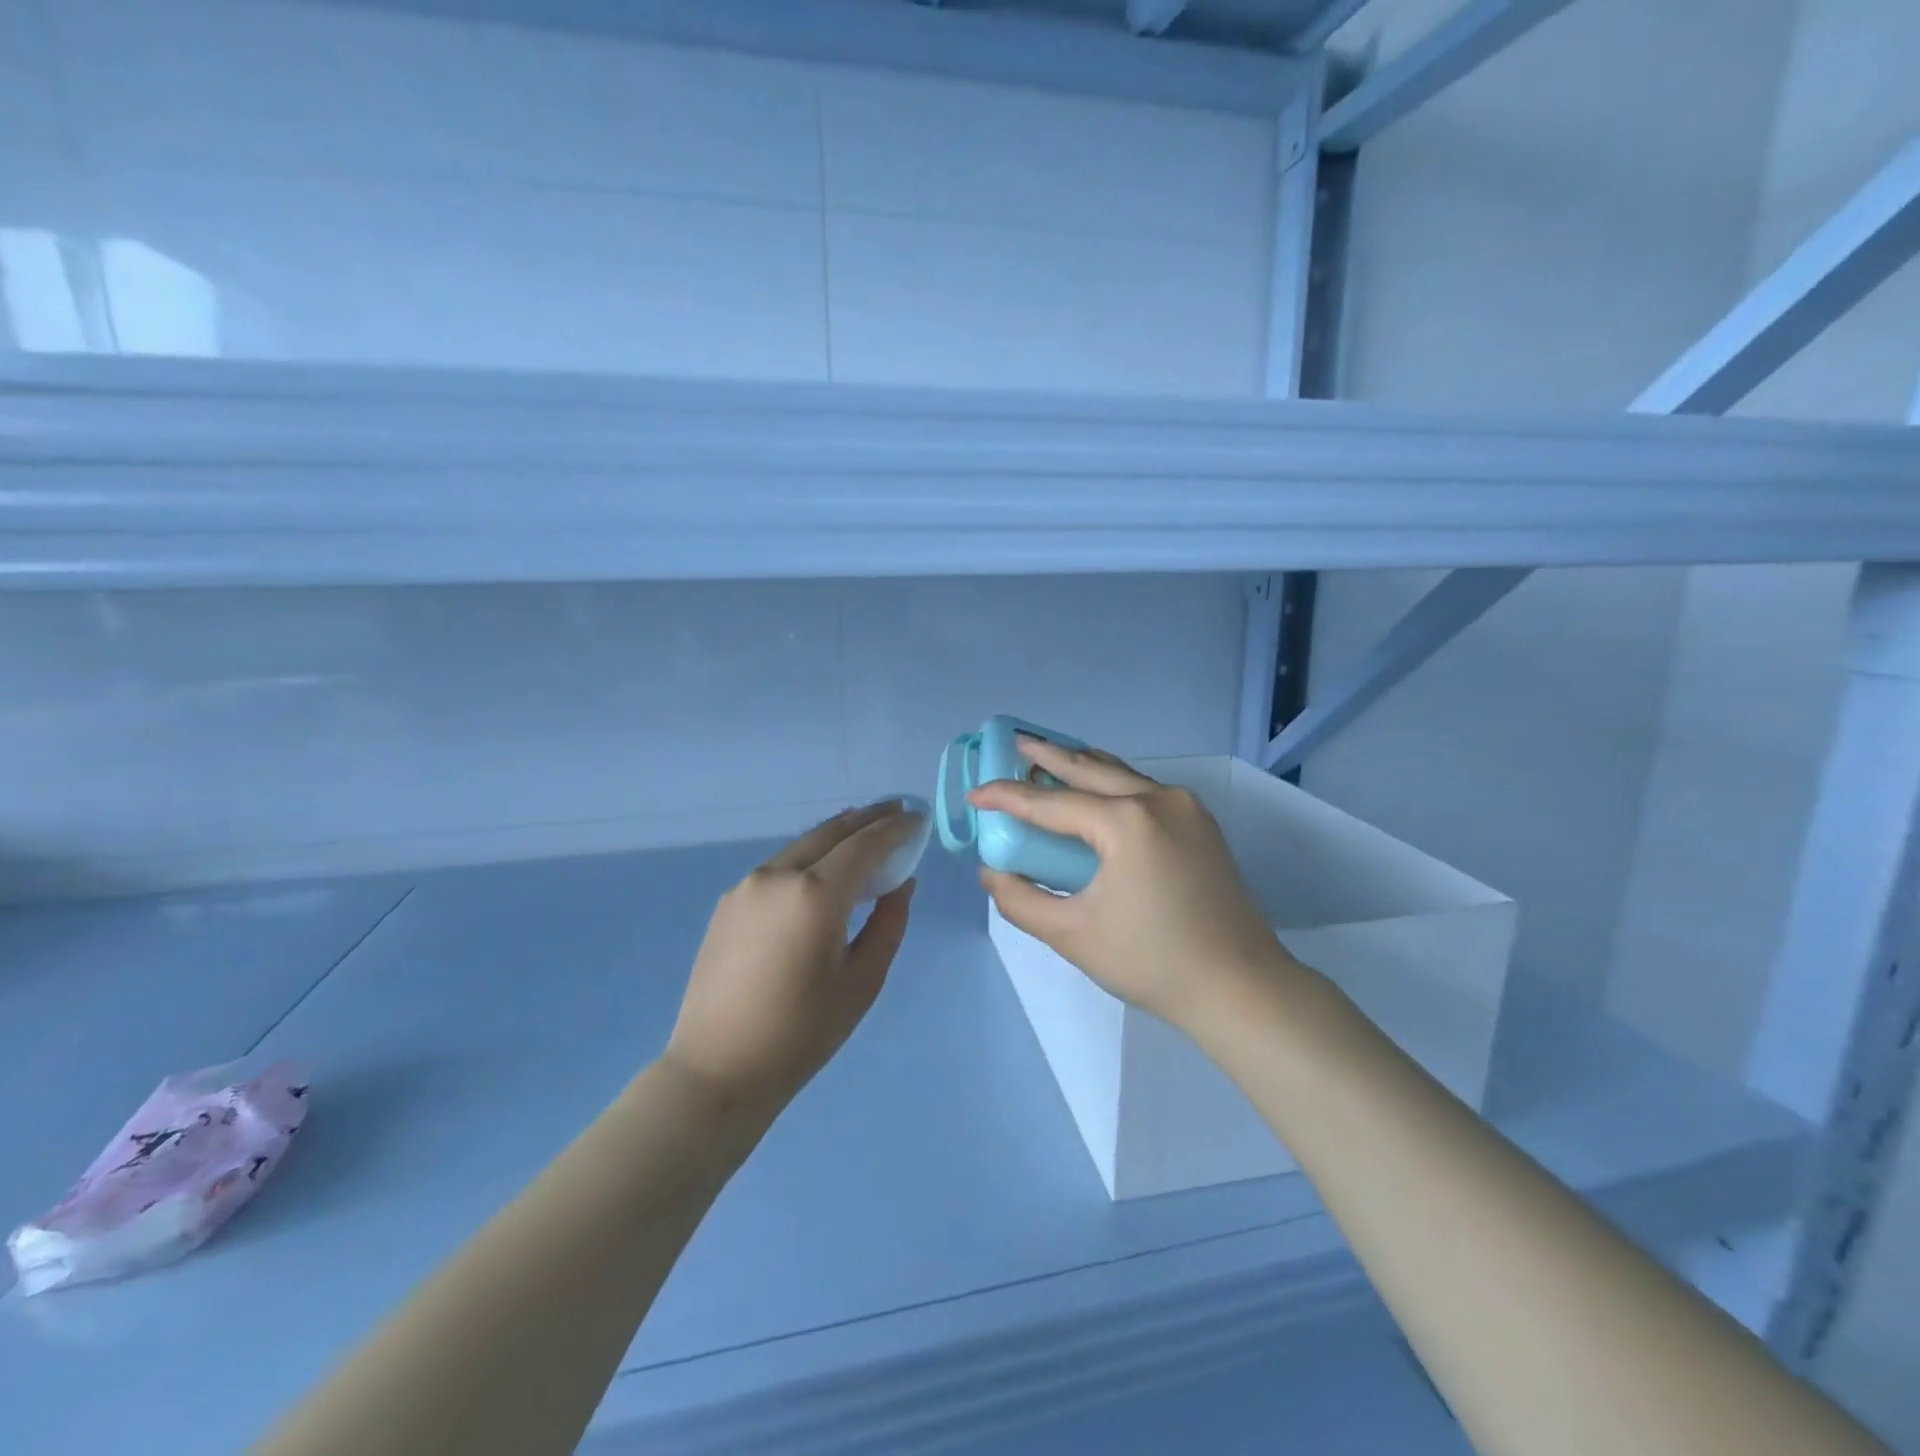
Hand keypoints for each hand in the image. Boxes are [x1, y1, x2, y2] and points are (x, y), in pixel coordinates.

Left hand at [664, 802, 920, 1109]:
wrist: (717, 1069)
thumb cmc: (802, 1033)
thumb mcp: (862, 981)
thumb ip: (889, 923)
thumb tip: (901, 884)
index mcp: (815, 894)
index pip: (865, 844)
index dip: (896, 829)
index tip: (918, 818)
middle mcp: (778, 876)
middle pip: (831, 832)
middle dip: (868, 818)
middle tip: (897, 811)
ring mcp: (748, 885)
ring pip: (802, 845)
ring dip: (837, 835)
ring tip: (865, 832)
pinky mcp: (729, 902)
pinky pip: (780, 866)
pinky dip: (809, 857)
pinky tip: (822, 869)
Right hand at [970, 739, 1308, 1034]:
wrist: (1241, 987)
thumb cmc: (1152, 962)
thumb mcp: (1073, 935)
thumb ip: (1022, 900)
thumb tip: (991, 873)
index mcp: (1126, 822)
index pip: (1051, 802)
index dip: (1007, 797)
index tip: (974, 793)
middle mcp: (1157, 799)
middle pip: (1089, 767)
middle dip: (1048, 755)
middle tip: (1015, 742)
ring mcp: (1185, 807)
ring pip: (1121, 772)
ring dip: (1082, 764)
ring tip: (1050, 755)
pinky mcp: (1201, 823)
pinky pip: (1144, 788)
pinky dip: (1112, 782)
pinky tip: (1097, 790)